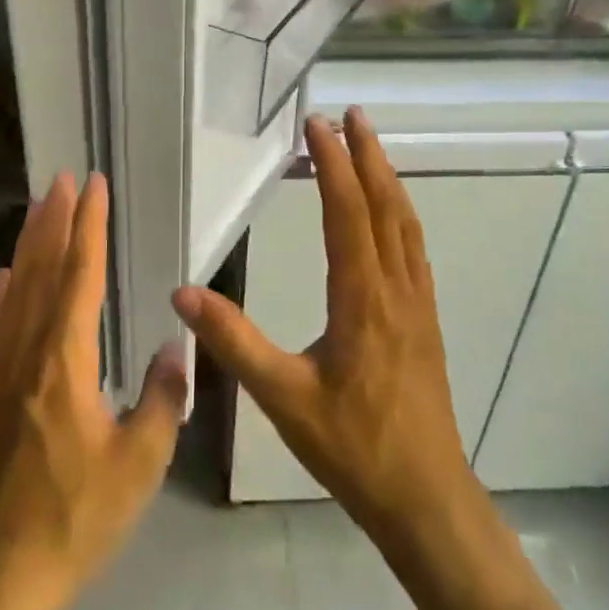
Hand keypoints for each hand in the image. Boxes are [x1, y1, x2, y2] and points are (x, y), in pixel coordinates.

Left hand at [0, 171, 185, 608]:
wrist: (3, 575)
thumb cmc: (77, 517)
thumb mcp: (139, 464)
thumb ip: (163, 400)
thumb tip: (178, 347)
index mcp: (65, 362)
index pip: (80, 277)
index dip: (88, 227)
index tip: (93, 186)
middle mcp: (31, 354)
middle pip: (42, 272)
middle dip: (54, 221)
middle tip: (61, 178)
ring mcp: (8, 372)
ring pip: (18, 291)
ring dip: (30, 244)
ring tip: (38, 207)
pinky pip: (2, 326)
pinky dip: (6, 292)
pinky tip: (7, 275)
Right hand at [171, 109, 471, 540]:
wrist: (425, 495)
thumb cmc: (352, 447)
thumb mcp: (283, 397)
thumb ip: (234, 342)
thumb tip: (183, 293)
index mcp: (362, 298)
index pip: (347, 212)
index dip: (333, 164)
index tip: (316, 124)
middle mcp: (395, 288)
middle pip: (385, 205)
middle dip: (367, 155)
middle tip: (350, 114)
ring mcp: (417, 302)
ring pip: (405, 224)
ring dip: (387, 178)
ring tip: (370, 146)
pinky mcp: (425, 319)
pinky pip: (413, 248)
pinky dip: (400, 213)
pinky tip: (390, 214)